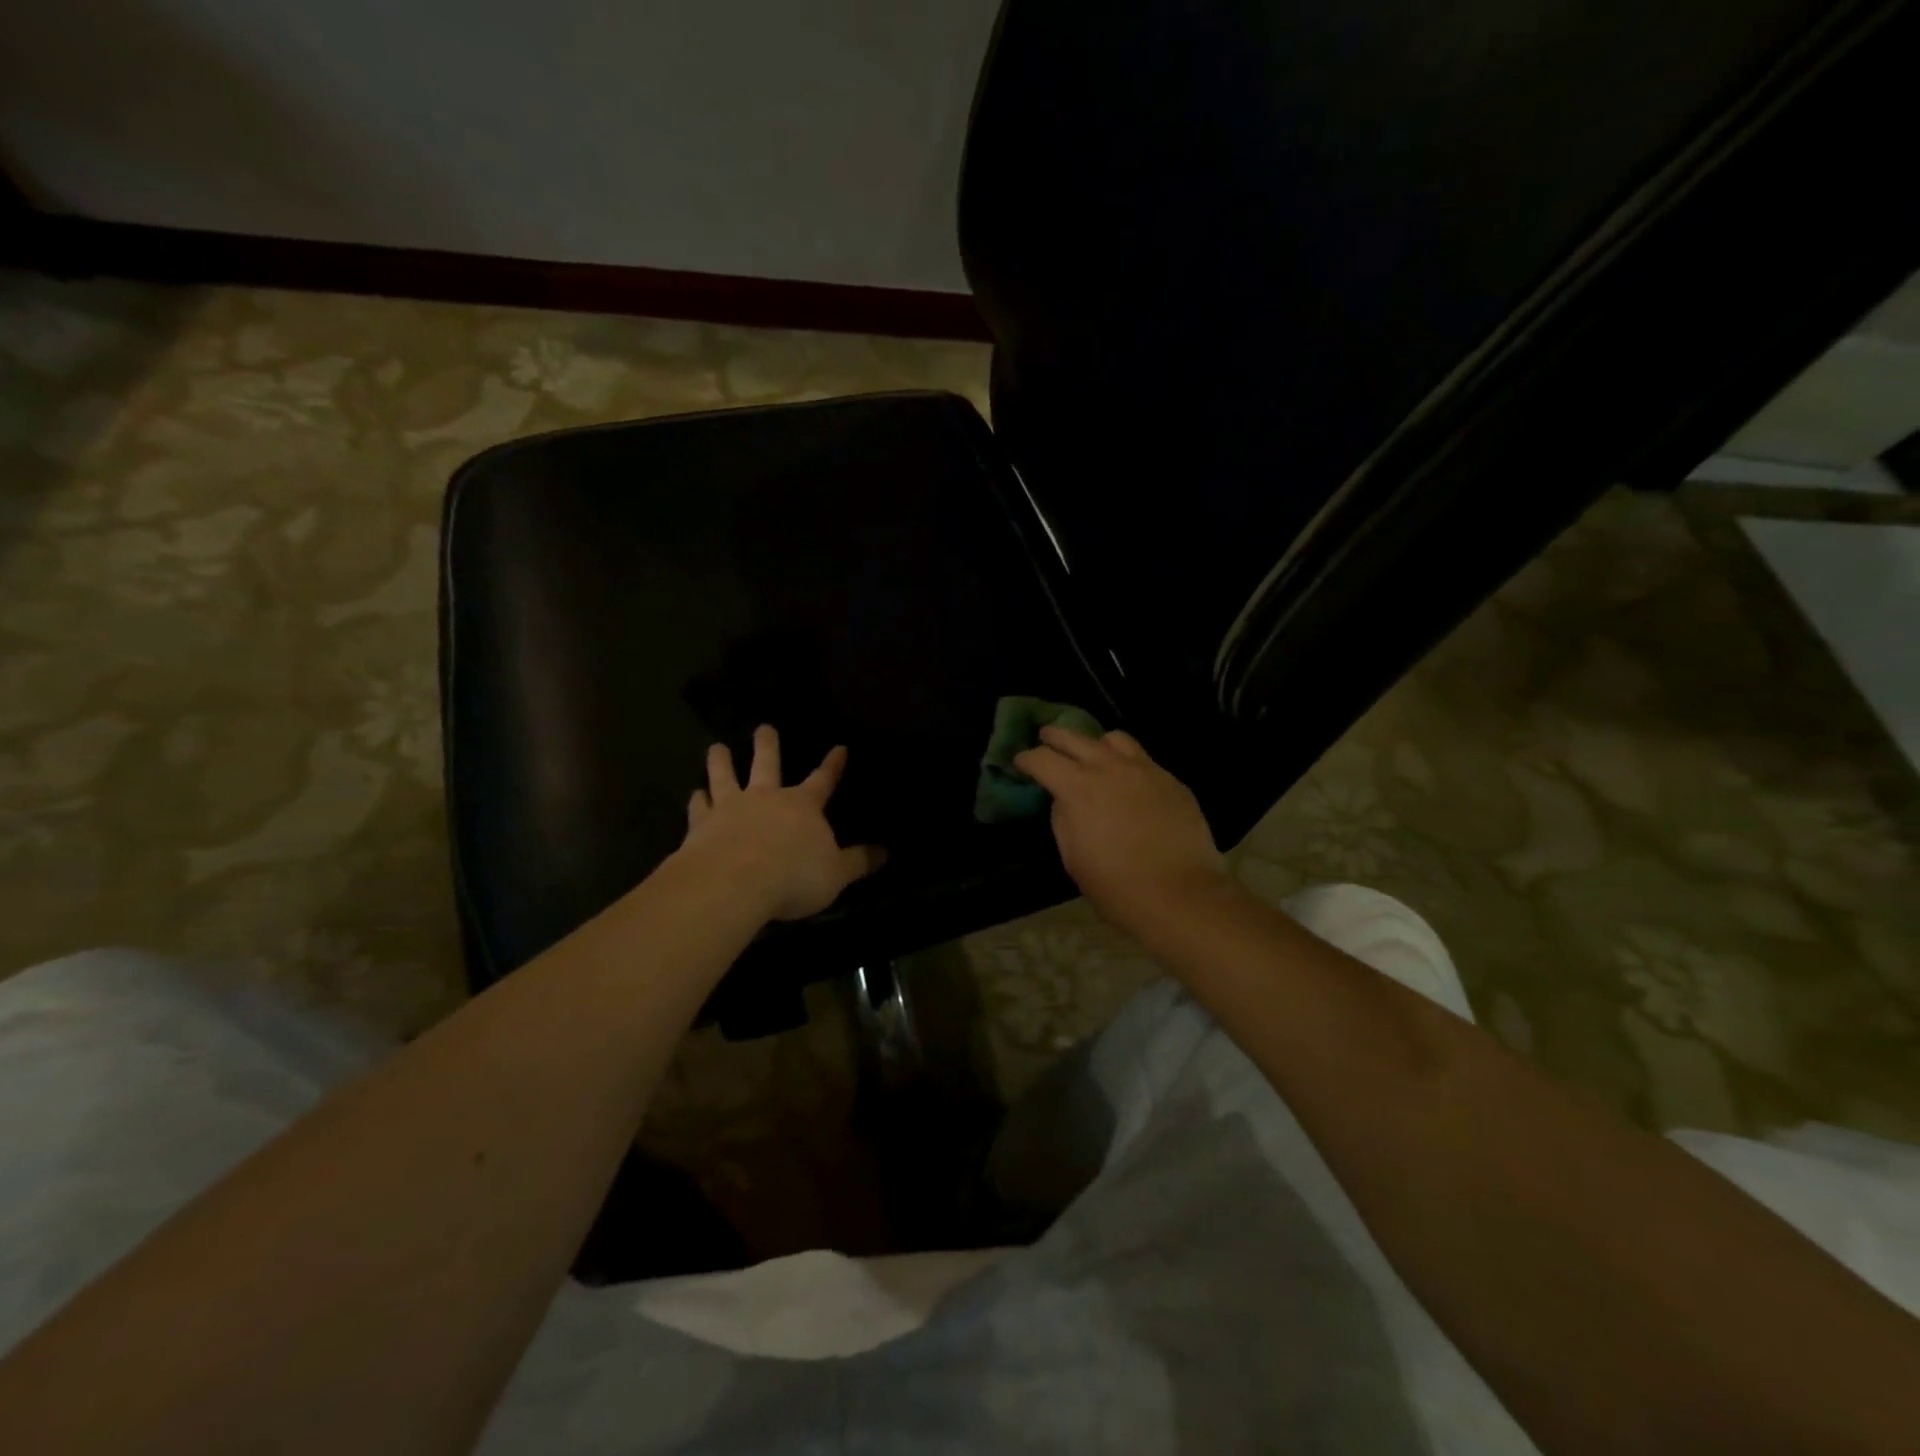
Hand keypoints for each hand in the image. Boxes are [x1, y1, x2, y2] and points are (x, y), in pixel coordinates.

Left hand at [681, 726, 885, 921]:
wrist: (733, 883)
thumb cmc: (794, 877)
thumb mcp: (836, 874)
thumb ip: (859, 862)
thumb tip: (886, 852)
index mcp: (803, 806)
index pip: (823, 780)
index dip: (832, 765)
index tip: (839, 747)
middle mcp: (766, 798)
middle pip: (767, 764)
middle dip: (767, 745)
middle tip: (764, 727)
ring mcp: (730, 808)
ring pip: (725, 776)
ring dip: (721, 761)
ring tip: (716, 747)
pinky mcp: (700, 825)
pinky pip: (699, 807)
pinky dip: (697, 800)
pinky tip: (694, 794)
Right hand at [1014, 727, 1228, 932]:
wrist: (1181, 896)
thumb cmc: (1117, 887)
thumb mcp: (1073, 858)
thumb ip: (1063, 820)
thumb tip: (1064, 801)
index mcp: (1079, 789)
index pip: (1043, 759)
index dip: (1027, 759)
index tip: (1021, 762)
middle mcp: (1110, 768)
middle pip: (1075, 738)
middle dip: (1055, 737)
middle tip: (1046, 739)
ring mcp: (1146, 770)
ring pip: (1115, 739)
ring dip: (1095, 744)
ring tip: (1092, 755)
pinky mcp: (1172, 781)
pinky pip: (1143, 759)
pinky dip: (1127, 762)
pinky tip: (1128, 781)